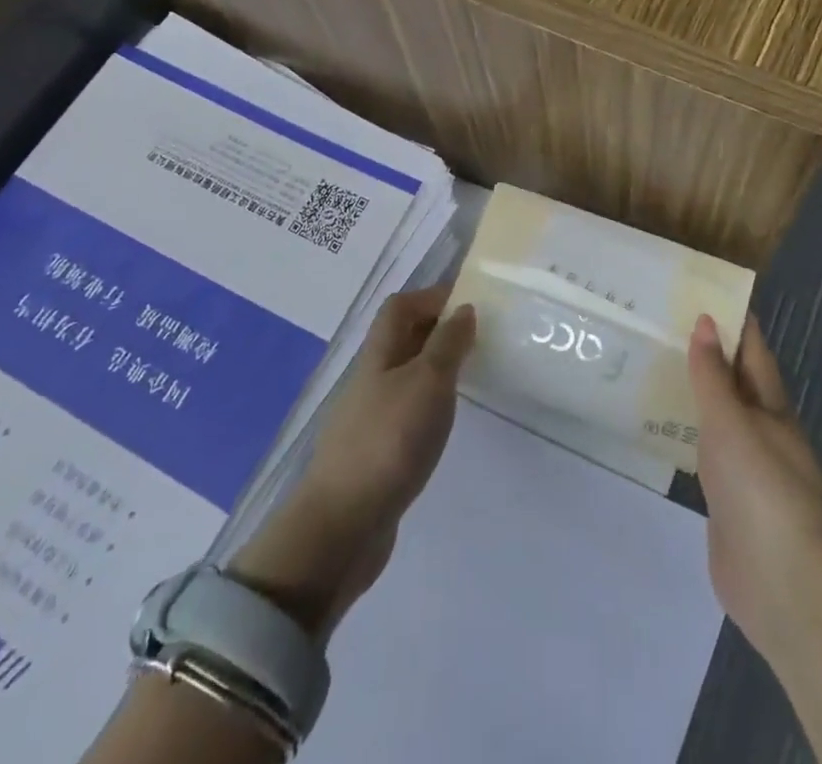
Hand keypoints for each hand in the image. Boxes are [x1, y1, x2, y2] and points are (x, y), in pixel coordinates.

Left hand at [228, 285, 475, 639]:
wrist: (342, 526)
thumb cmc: (389, 440)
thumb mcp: (428, 382)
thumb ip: (447, 343)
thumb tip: (463, 308)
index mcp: (379, 354)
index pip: (400, 307)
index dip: (431, 296)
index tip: (470, 301)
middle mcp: (371, 378)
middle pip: (401, 338)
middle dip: (437, 328)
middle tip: (478, 334)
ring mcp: (370, 416)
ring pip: (405, 374)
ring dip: (434, 366)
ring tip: (471, 373)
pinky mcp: (375, 452)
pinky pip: (405, 409)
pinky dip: (428, 403)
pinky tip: (445, 420)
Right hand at [688, 313, 821, 662]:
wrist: (781, 581)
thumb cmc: (759, 486)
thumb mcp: (731, 421)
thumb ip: (713, 375)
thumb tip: (707, 321)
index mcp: (772, 407)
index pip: (754, 351)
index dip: (736, 321)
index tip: (707, 292)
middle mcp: (764, 431)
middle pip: (737, 382)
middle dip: (711, 354)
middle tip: (668, 325)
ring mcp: (748, 468)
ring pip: (722, 417)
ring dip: (700, 393)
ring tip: (661, 367)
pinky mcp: (730, 500)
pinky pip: (709, 452)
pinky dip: (692, 433)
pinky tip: (668, 429)